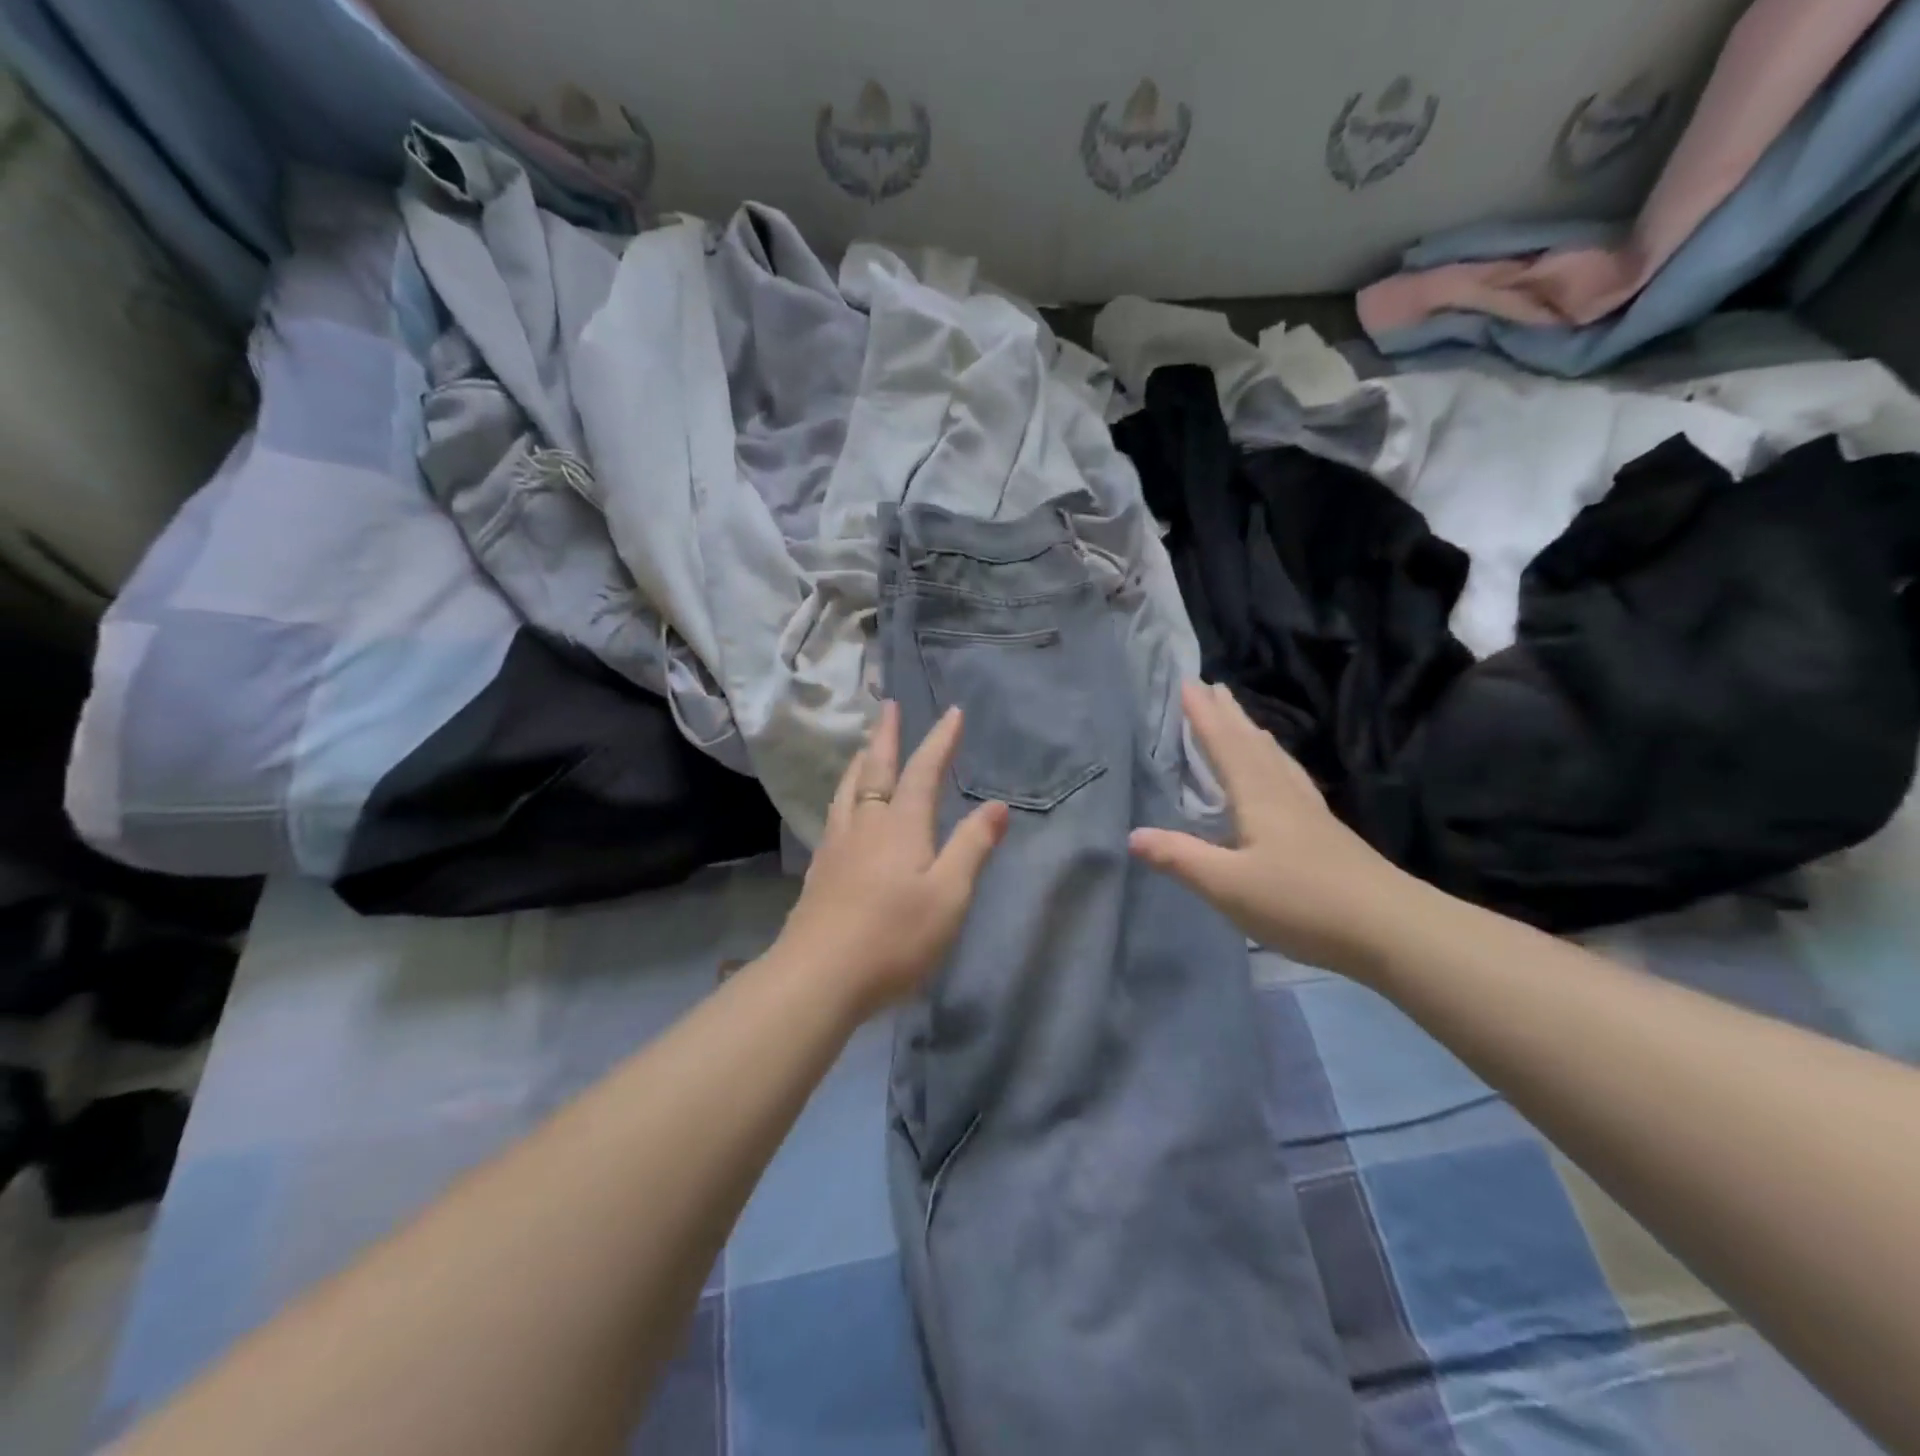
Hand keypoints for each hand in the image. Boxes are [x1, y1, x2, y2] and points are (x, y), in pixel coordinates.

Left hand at [773, 701, 1009, 1017]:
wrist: (819, 976)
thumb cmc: (894, 937)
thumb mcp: (948, 895)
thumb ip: (972, 847)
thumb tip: (996, 805)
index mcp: (901, 826)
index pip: (923, 772)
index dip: (940, 741)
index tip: (953, 713)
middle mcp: (866, 825)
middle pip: (876, 770)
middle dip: (887, 736)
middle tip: (889, 707)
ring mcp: (837, 847)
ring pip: (848, 790)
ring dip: (861, 762)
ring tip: (865, 748)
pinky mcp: (820, 871)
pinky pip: (835, 814)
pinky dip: (845, 794)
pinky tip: (843, 809)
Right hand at [1130, 682, 1413, 976]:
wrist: (1391, 929)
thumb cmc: (1302, 902)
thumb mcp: (1228, 885)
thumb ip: (1180, 857)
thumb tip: (1132, 834)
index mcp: (1258, 797)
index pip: (1224, 746)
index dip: (1203, 716)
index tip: (1187, 683)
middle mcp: (1284, 794)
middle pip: (1252, 744)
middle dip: (1228, 715)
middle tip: (1212, 685)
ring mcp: (1310, 812)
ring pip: (1276, 760)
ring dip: (1253, 734)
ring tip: (1243, 719)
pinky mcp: (1326, 832)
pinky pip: (1291, 778)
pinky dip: (1278, 762)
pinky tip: (1283, 775)